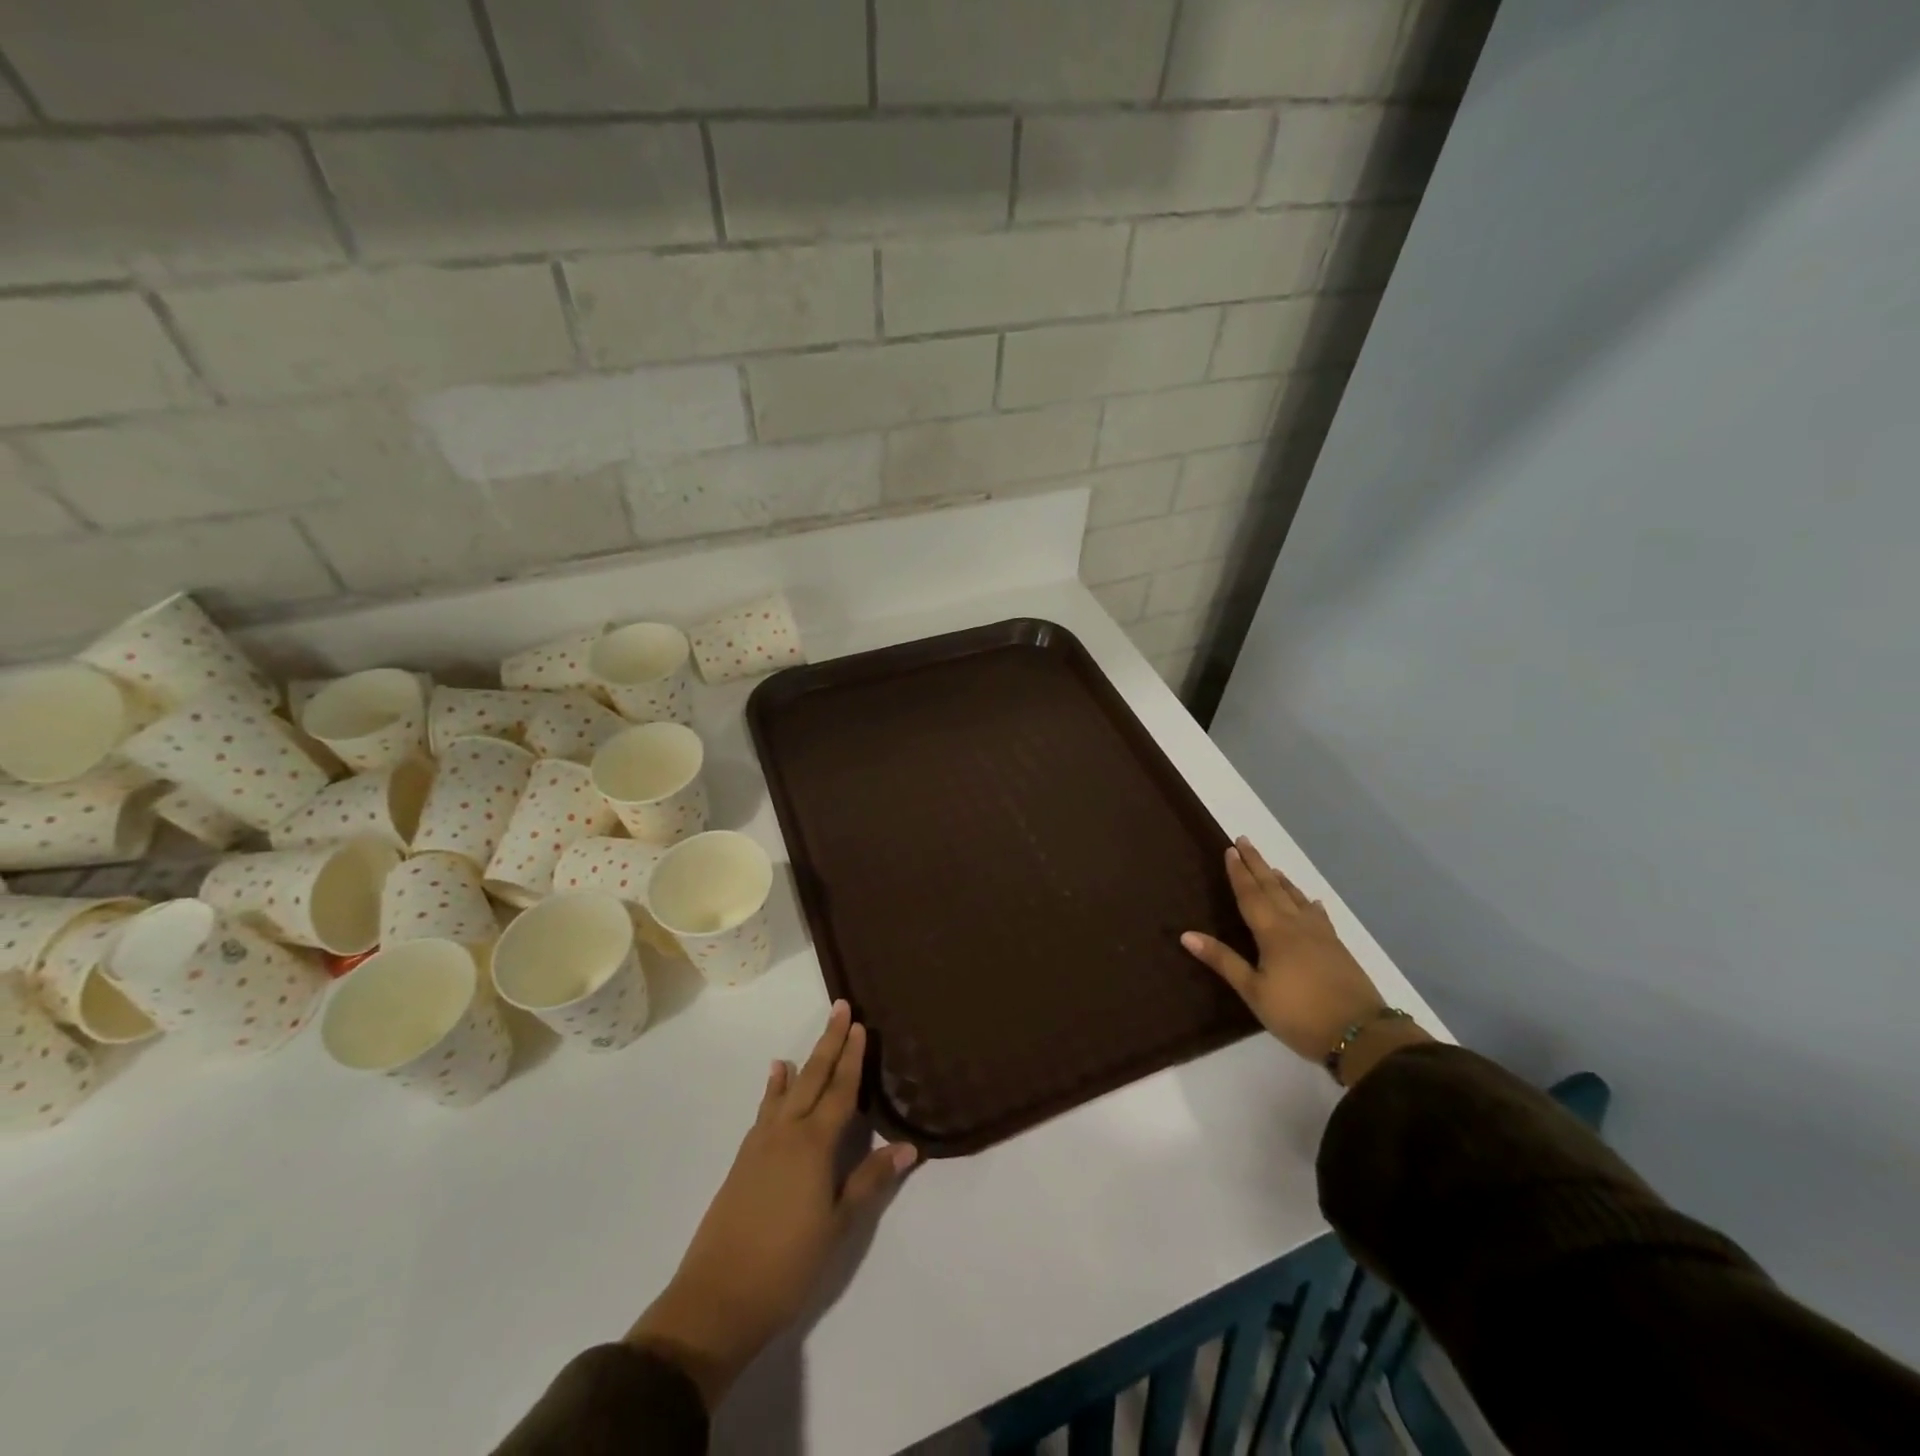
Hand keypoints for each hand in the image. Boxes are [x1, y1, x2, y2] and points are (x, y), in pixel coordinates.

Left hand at [625, 1002, 916, 1406]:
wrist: (716, 1299)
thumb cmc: (787, 1265)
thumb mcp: (837, 1225)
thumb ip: (870, 1181)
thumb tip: (908, 1147)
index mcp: (814, 1145)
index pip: (840, 1090)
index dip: (852, 1057)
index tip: (860, 1025)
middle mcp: (786, 1133)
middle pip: (813, 1078)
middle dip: (829, 1043)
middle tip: (840, 1008)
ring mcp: (760, 1145)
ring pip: (787, 1091)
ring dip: (803, 1063)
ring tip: (812, 1041)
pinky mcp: (743, 1161)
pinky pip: (765, 1111)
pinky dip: (774, 1090)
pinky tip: (775, 1080)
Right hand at [1183, 838, 1400, 1071]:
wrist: (1361, 1035)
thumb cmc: (1299, 1014)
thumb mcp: (1254, 992)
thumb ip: (1223, 961)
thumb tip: (1186, 934)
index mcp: (1273, 933)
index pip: (1251, 895)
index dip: (1239, 873)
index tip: (1230, 849)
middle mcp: (1296, 926)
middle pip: (1273, 889)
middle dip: (1257, 864)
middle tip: (1245, 841)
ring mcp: (1321, 936)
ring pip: (1297, 899)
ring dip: (1281, 880)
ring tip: (1272, 867)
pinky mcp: (1337, 948)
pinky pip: (1318, 915)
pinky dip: (1309, 904)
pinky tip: (1312, 902)